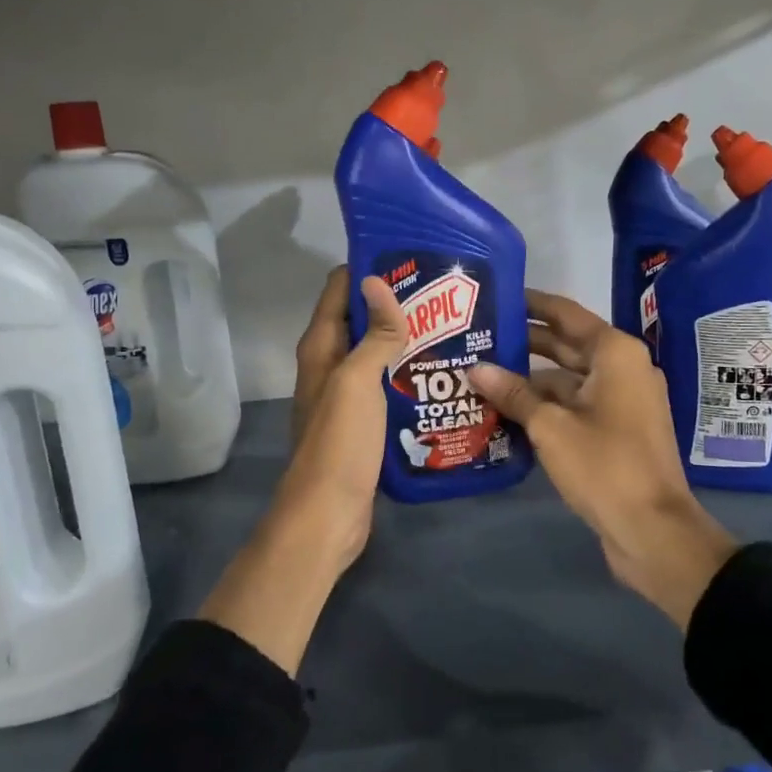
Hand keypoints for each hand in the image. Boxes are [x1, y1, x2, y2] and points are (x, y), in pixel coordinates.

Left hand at [199, 268, 408, 674]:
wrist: (328, 514)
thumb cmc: (340, 442)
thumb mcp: (357, 381)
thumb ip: (373, 334)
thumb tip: (377, 281)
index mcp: (320, 347)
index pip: (339, 289)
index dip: (368, 269)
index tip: (411, 257)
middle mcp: (329, 365)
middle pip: (360, 319)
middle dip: (394, 303)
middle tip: (444, 293)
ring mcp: (346, 395)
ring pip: (375, 353)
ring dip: (404, 339)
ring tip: (452, 326)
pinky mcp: (362, 422)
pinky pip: (385, 385)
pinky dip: (406, 373)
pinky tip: (440, 374)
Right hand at [468, 290, 737, 629]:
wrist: (653, 530)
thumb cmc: (604, 465)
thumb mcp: (551, 426)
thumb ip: (513, 393)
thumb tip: (475, 369)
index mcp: (615, 353)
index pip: (566, 314)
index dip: (531, 304)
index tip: (497, 295)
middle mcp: (622, 369)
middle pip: (566, 345)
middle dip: (524, 343)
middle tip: (478, 336)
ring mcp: (622, 401)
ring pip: (568, 379)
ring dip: (530, 380)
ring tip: (481, 375)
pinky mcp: (617, 430)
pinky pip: (575, 405)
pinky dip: (546, 406)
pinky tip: (507, 411)